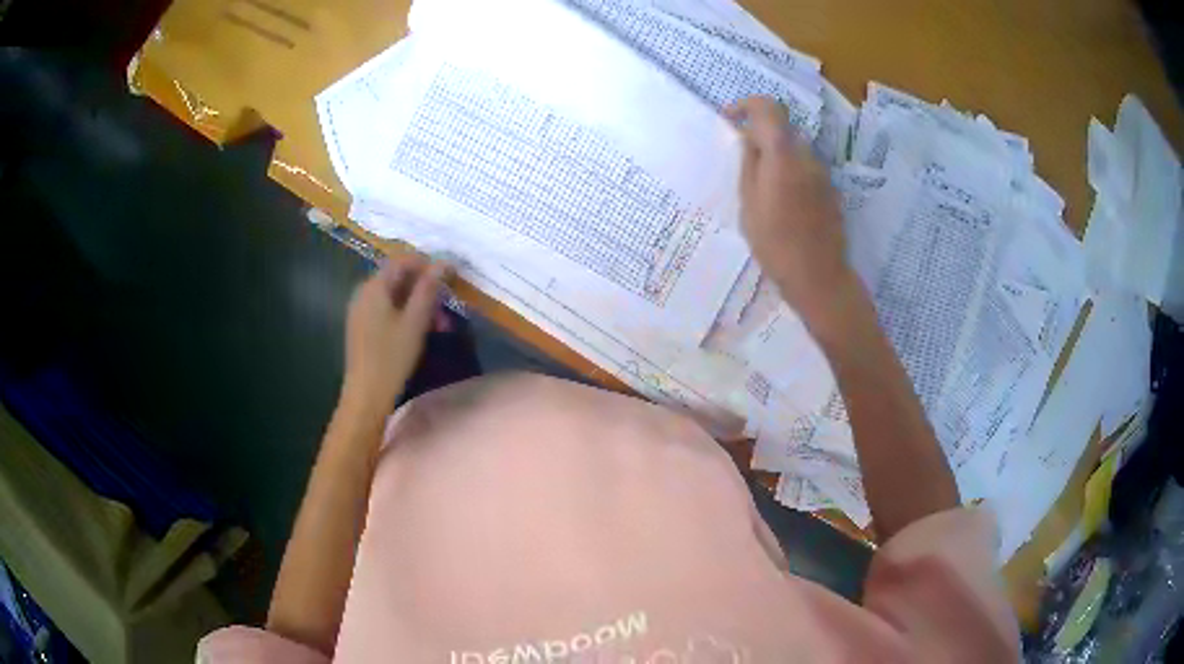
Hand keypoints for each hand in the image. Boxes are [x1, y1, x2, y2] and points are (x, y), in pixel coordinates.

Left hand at [341, 255, 448, 417]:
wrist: (366, 395)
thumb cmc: (392, 357)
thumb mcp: (416, 321)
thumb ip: (429, 289)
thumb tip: (444, 262)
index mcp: (374, 286)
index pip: (403, 260)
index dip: (428, 263)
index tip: (450, 276)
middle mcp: (364, 292)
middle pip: (398, 277)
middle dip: (425, 287)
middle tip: (447, 305)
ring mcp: (361, 310)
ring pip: (394, 296)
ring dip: (418, 303)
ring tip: (439, 325)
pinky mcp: (362, 327)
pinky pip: (386, 310)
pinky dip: (405, 314)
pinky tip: (419, 332)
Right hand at [726, 97, 856, 326]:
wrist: (819, 277)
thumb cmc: (776, 244)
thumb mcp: (749, 204)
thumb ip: (749, 164)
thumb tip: (749, 139)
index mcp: (784, 155)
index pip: (768, 108)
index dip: (747, 105)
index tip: (730, 119)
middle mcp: (807, 157)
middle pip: (782, 129)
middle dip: (760, 136)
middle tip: (742, 161)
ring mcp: (823, 174)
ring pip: (795, 150)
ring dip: (776, 156)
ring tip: (760, 188)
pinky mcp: (830, 191)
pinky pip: (806, 169)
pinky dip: (790, 172)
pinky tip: (781, 203)